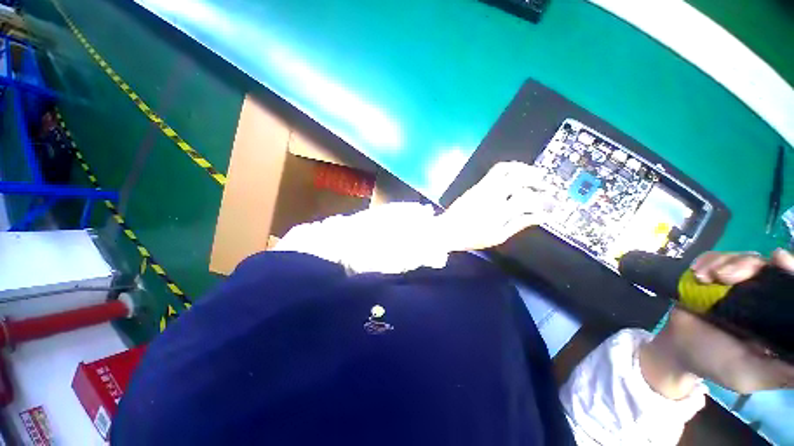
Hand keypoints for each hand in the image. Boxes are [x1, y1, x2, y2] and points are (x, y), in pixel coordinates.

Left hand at [436, 162, 553, 251]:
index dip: (544, 201)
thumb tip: (541, 216)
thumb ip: (519, 224)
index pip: (527, 199)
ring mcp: (484, 187)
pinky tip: (516, 175)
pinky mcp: (477, 185)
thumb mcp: (498, 236)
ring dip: (523, 168)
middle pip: (519, 178)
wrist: (447, 230)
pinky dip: (510, 169)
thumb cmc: (471, 237)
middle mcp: (493, 195)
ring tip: (534, 174)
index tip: (553, 204)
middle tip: (547, 185)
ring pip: (506, 169)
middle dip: (537, 179)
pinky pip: (495, 171)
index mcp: (499, 211)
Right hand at [640, 249, 793, 398]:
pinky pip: (713, 258)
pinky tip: (697, 274)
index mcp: (774, 315)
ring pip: (740, 258)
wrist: (676, 349)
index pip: (788, 284)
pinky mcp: (712, 278)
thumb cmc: (716, 365)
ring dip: (722, 263)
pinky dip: (705, 261)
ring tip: (704, 277)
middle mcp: (760, 295)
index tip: (778, 259)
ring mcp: (735, 285)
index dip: (788, 269)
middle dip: (746, 264)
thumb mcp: (751, 375)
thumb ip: (780, 371)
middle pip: (764, 265)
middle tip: (724, 276)